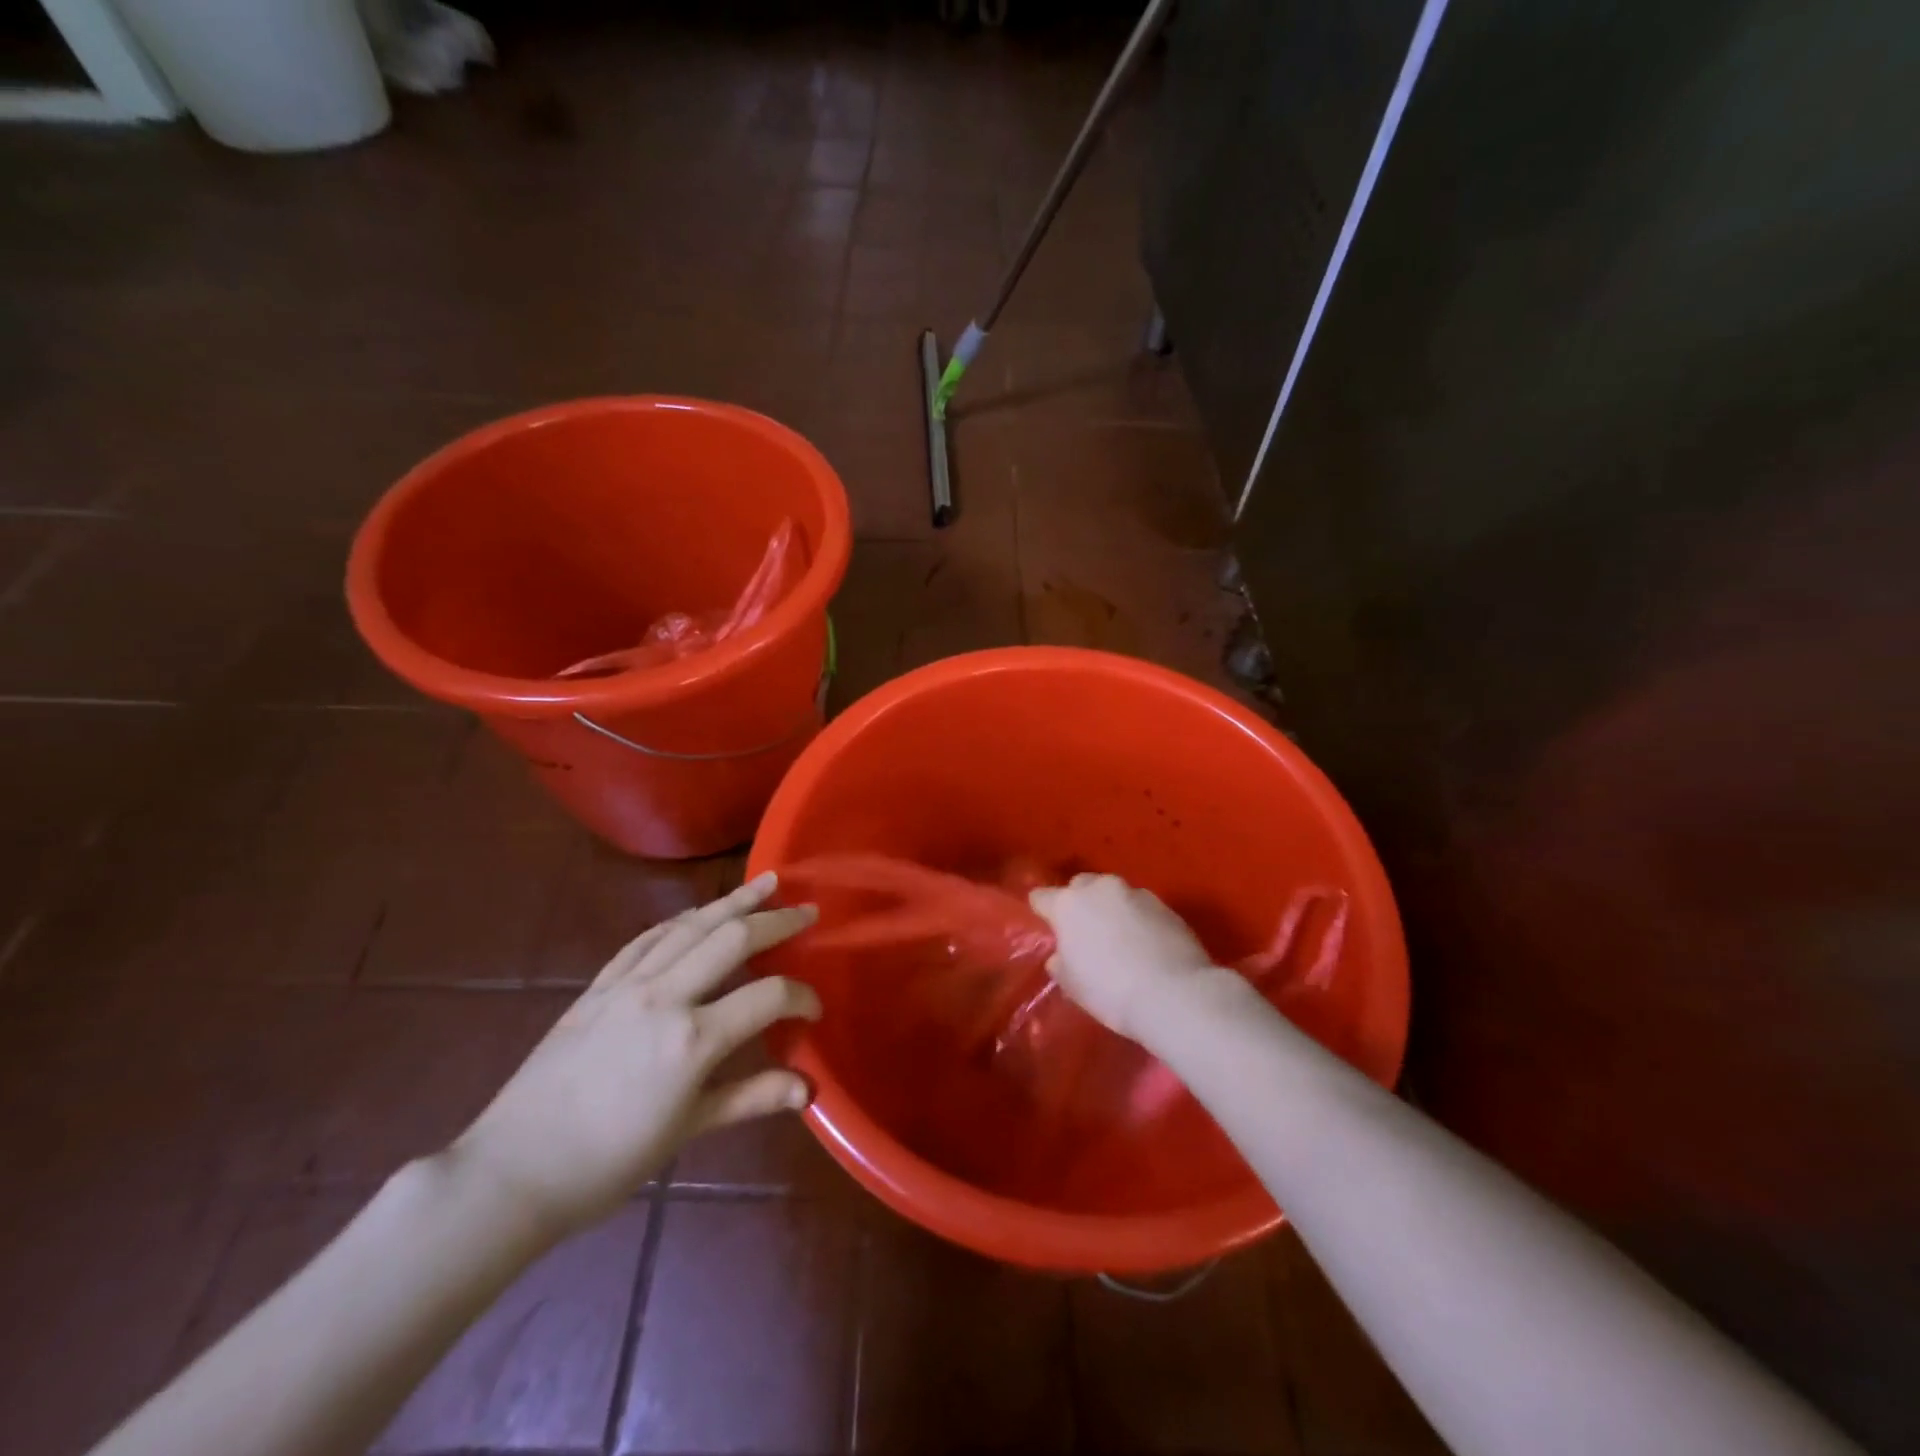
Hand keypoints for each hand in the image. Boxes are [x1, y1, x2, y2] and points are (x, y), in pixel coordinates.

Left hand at [449, 874, 819, 1238]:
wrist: (512, 1172)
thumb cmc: (607, 1163)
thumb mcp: (687, 1131)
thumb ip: (751, 1099)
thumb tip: (808, 1089)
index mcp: (692, 1040)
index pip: (767, 997)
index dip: (801, 996)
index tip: (815, 1008)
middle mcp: (664, 997)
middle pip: (731, 938)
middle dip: (776, 921)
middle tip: (807, 910)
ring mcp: (627, 986)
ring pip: (689, 926)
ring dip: (731, 901)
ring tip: (764, 882)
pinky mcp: (597, 987)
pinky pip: (645, 940)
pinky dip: (679, 921)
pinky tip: (695, 914)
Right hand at [1028, 872, 1216, 1041]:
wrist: (1174, 994)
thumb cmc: (1110, 991)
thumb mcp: (1073, 986)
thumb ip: (1061, 963)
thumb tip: (1061, 956)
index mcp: (1069, 904)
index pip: (1041, 897)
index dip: (1041, 910)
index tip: (1045, 925)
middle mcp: (1101, 888)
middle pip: (1081, 886)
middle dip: (1079, 902)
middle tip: (1084, 932)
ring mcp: (1136, 893)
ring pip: (1114, 894)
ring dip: (1111, 909)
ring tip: (1118, 939)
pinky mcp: (1166, 905)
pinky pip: (1141, 907)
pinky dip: (1137, 920)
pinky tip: (1145, 945)